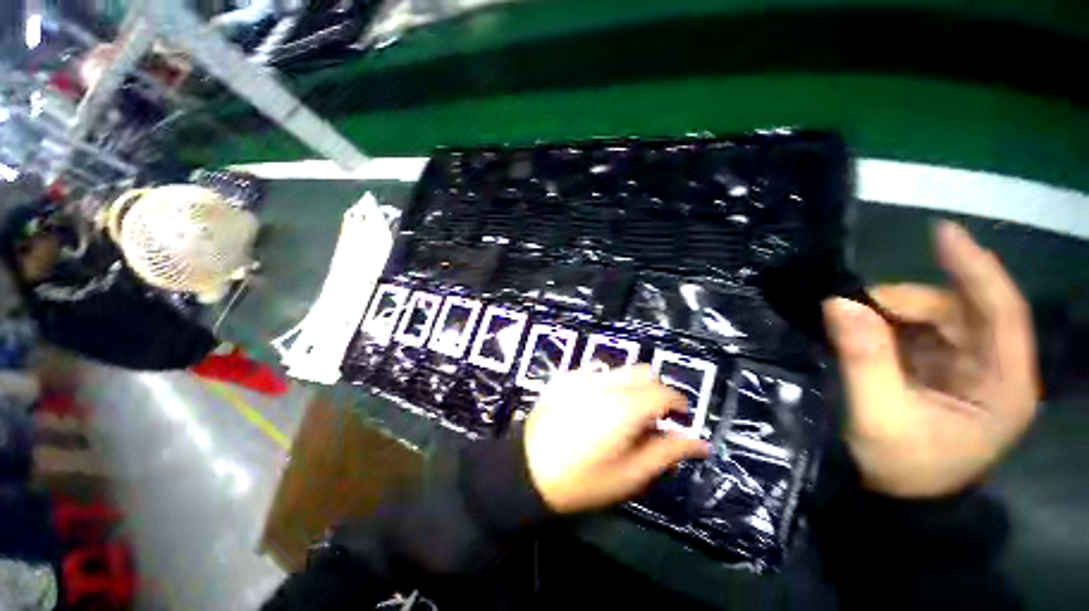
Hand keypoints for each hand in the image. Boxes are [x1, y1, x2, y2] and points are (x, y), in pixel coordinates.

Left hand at [524, 366, 709, 513]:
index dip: (679, 404)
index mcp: (626, 406)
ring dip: (632, 386)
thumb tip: (699, 443)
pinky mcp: (566, 378)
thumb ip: (667, 452)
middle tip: (653, 418)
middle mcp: (606, 383)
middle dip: (656, 391)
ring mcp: (583, 377)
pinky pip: (596, 372)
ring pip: (621, 370)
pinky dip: (607, 384)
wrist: (526, 470)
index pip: (664, 392)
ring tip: (625, 414)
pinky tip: (597, 406)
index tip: (680, 420)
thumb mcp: (630, 474)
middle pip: (644, 372)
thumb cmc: (582, 479)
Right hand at [822, 221, 1039, 497]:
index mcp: (1004, 386)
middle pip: (962, 311)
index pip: (1001, 312)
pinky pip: (918, 332)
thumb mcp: (879, 417)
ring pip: (936, 318)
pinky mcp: (944, 370)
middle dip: (908, 302)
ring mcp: (970, 368)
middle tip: (853, 306)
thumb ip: (864, 359)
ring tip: (851, 322)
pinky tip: (863, 331)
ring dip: (892, 313)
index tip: (941, 232)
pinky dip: (888, 325)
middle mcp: (995, 369)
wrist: (899, 498)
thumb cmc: (901, 468)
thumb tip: (839, 303)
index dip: (975, 269)